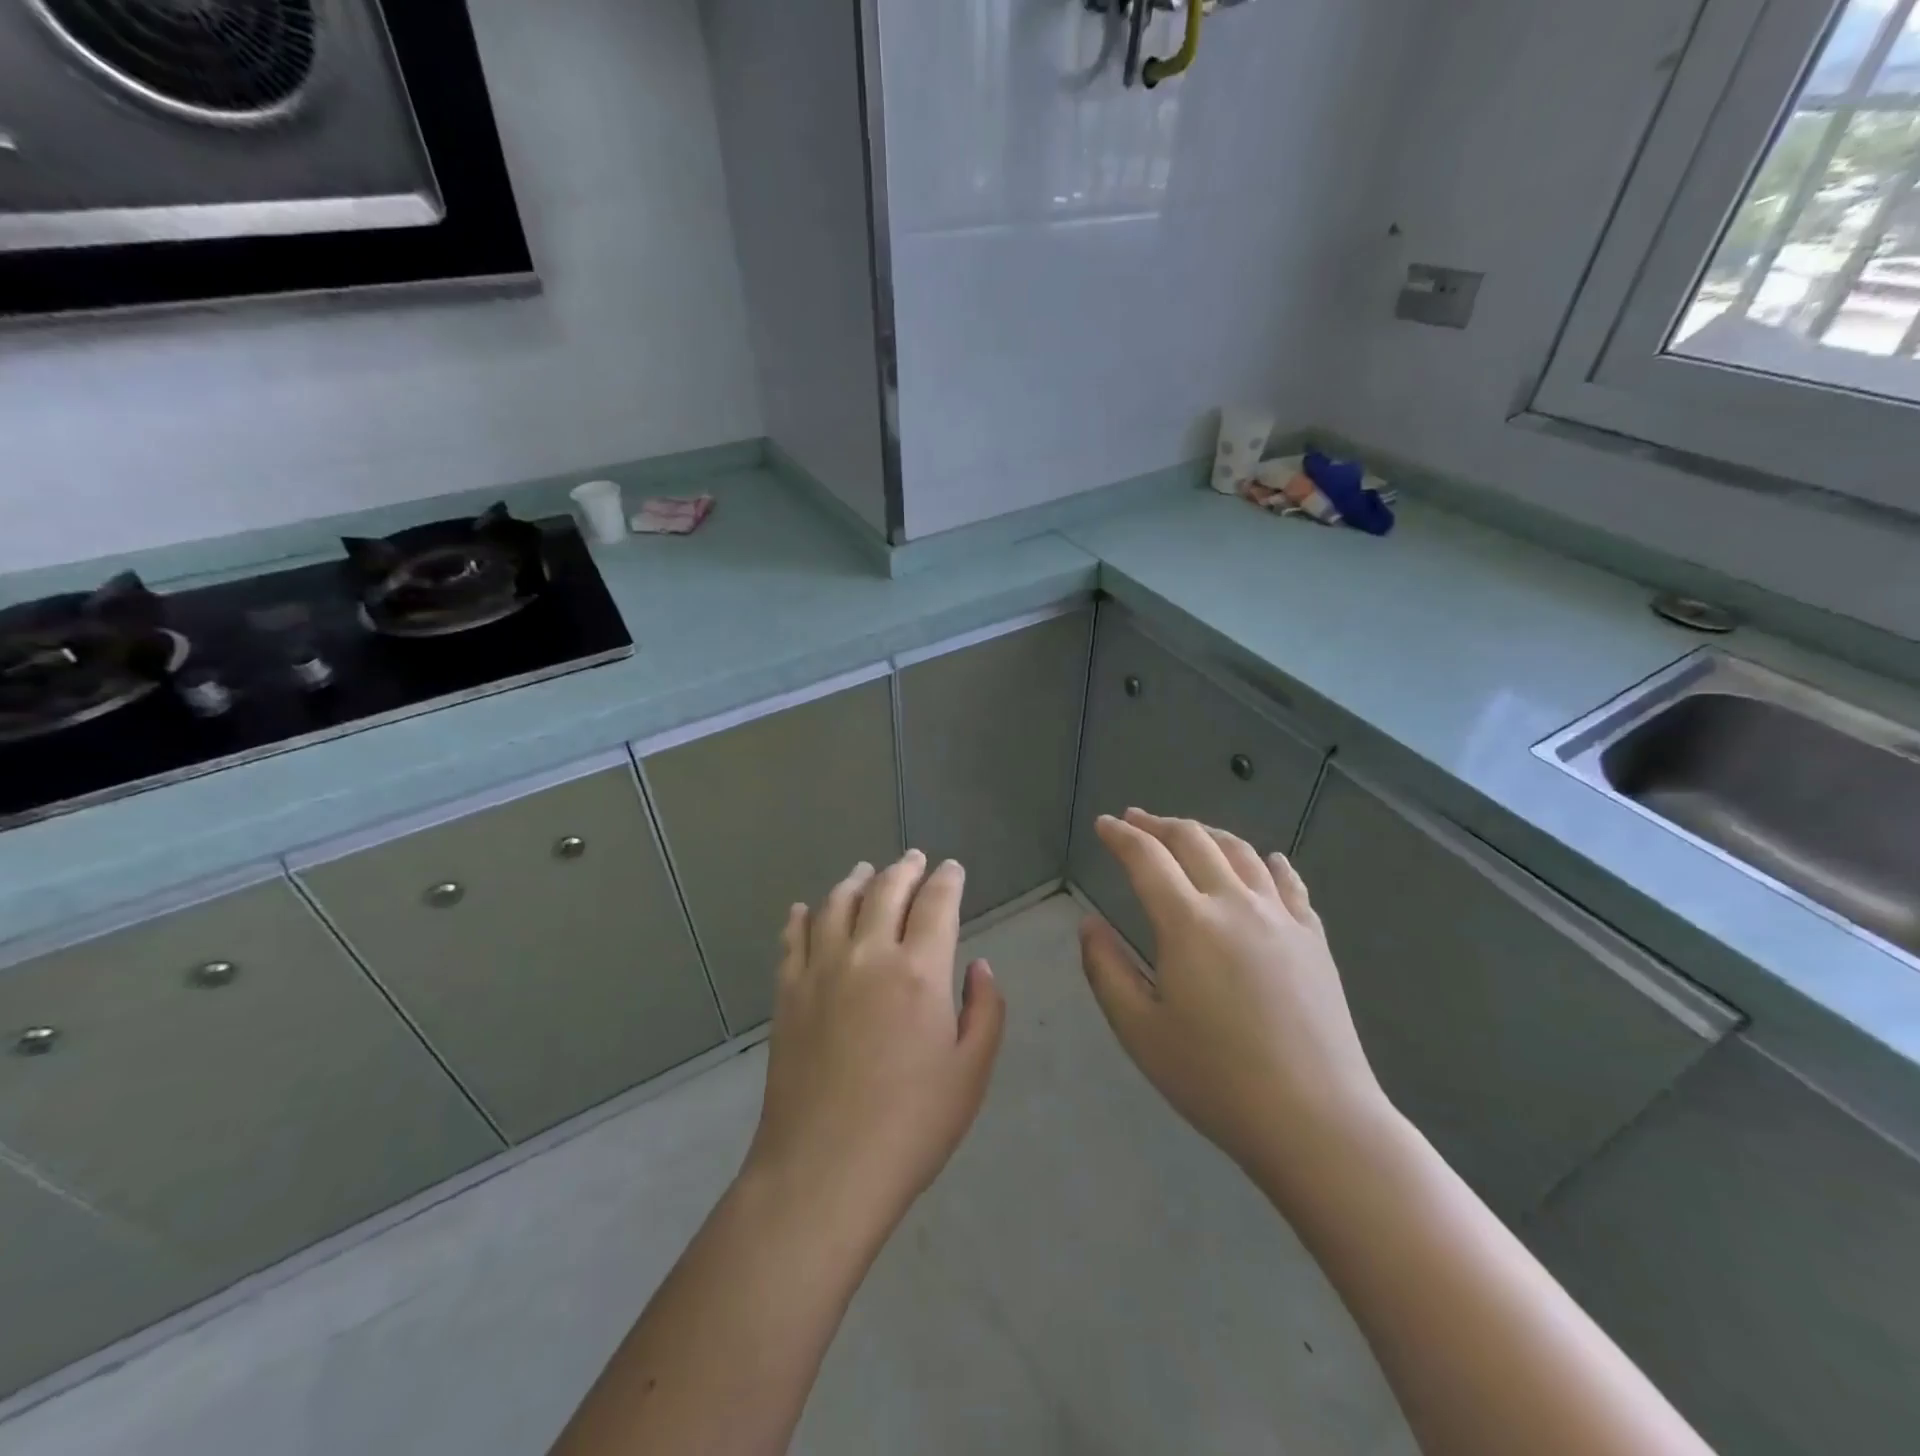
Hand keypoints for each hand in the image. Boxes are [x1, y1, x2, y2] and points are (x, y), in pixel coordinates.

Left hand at [744, 851, 1006, 1243]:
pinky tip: (803, 910)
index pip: (936, 903)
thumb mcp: (971, 1072)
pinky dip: (800, 917)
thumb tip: (980, 966)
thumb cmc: (911, 1125)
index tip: (952, 868)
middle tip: (914, 858)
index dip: (948, 879)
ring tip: (865, 871)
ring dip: (855, 881)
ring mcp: (821, 970)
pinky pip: (792, 939)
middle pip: (886, 890)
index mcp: (919, 970)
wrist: (824, 1169)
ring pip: (836, 904)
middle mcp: (868, 954)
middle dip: (905, 868)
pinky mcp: (787, 993)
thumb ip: (984, 1010)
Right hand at [1079, 809, 1389, 1198]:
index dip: (1120, 835)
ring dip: (1207, 833)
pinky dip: (1269, 863)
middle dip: (1159, 824)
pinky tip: (1266, 861)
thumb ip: (1106, 970)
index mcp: (1188, 923)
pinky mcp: (1314, 939)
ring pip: (1241, 852)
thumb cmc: (1215, 1079)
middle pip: (1194, 840)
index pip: (1146, 857)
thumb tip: (1089, 924)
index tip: (1103, 824)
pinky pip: (1289, 884)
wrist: (1317, 1120)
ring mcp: (1281, 918)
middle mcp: (1235, 904)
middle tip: (1136, 820)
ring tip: (1188, 833)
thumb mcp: (1140, 1031)